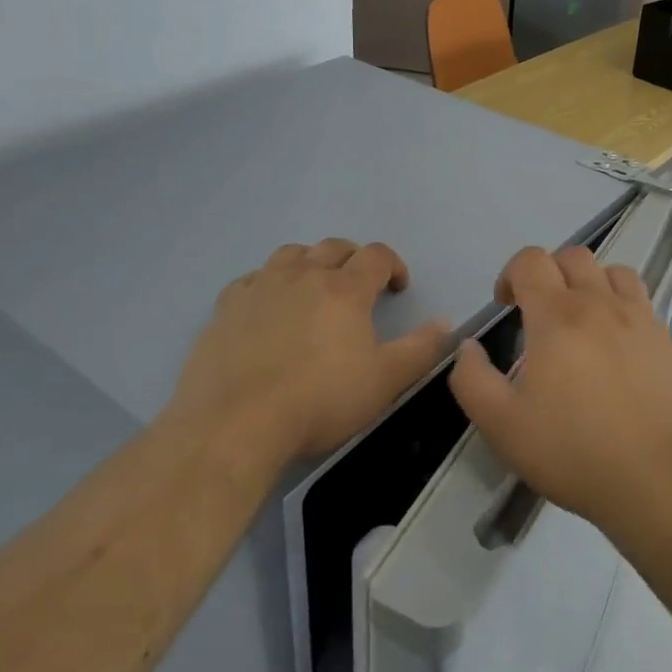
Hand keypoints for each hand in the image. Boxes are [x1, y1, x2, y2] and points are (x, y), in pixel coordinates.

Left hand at [168, 239, 450, 462]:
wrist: (236, 424)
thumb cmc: (320, 401)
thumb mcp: (385, 381)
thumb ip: (421, 349)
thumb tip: (445, 323)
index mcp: (345, 289)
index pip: (376, 256)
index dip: (393, 266)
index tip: (398, 288)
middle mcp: (303, 275)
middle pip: (334, 247)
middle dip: (354, 259)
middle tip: (360, 285)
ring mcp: (261, 288)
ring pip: (291, 254)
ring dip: (310, 262)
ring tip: (314, 287)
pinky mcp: (226, 308)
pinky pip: (252, 279)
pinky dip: (268, 283)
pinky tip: (268, 307)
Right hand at [449, 245, 671, 531]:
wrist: (659, 478)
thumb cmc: (574, 451)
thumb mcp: (502, 425)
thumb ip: (472, 380)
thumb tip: (468, 347)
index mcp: (557, 316)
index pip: (530, 260)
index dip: (510, 274)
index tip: (505, 306)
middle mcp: (600, 303)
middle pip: (573, 256)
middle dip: (549, 272)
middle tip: (540, 312)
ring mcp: (640, 319)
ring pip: (613, 271)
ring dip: (591, 282)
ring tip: (582, 319)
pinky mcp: (667, 341)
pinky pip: (642, 302)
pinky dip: (622, 307)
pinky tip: (617, 346)